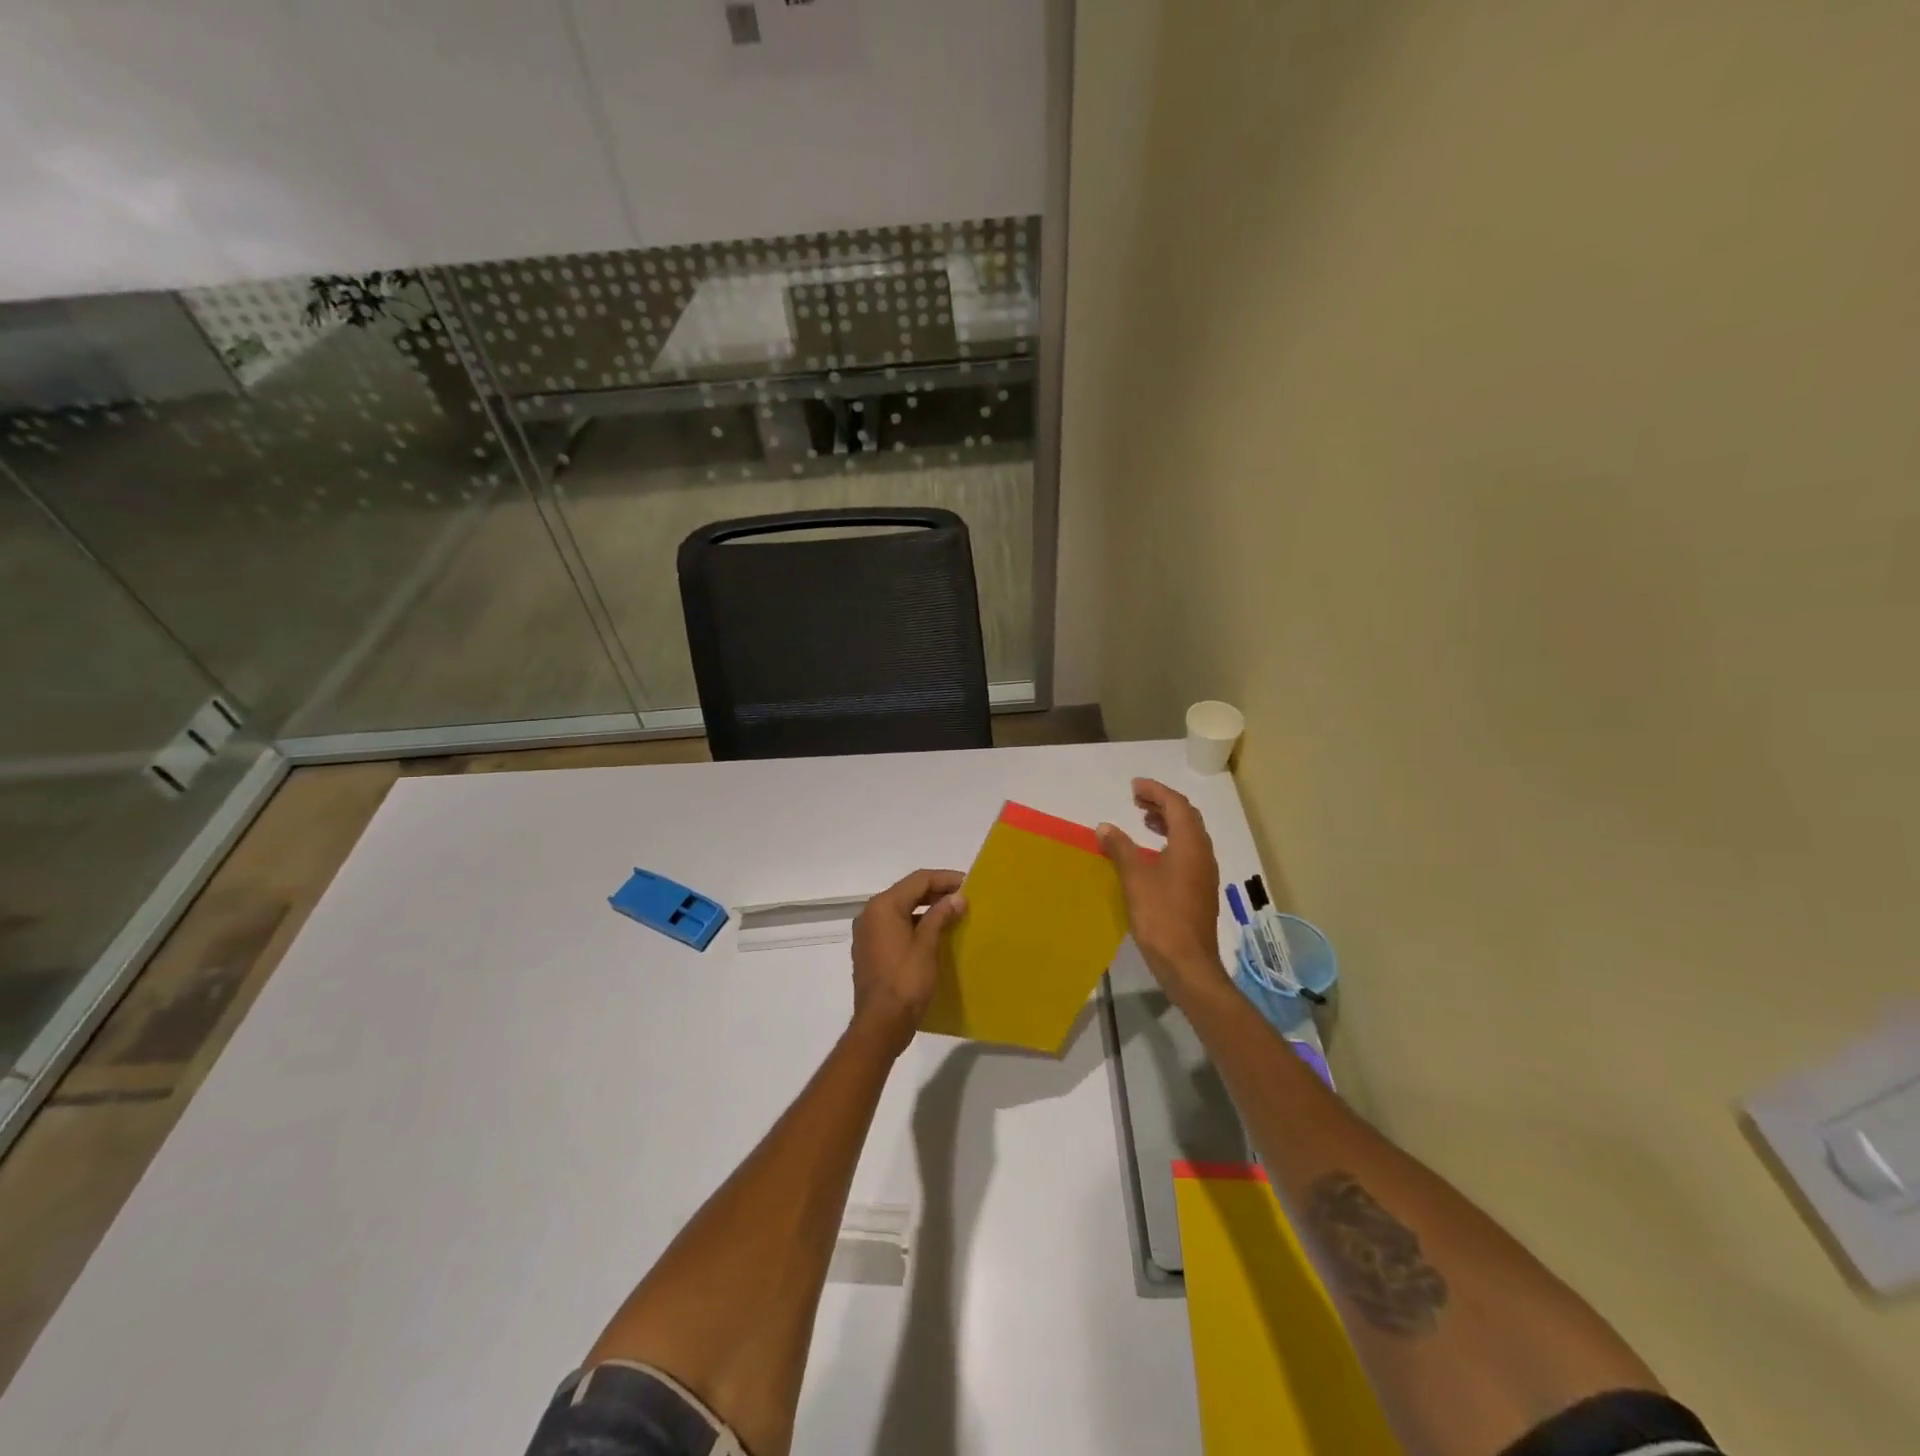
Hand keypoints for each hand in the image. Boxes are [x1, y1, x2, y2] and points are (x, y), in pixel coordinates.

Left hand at [849, 868, 966, 1056]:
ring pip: (901, 909)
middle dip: (937, 892)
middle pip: (908, 892)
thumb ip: (940, 916)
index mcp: (883, 907)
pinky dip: (915, 924)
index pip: (918, 880)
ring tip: (954, 914)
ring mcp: (867, 933)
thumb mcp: (927, 946)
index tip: (969, 884)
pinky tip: (935, 933)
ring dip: (927, 908)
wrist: (880, 1025)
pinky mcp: (870, 950)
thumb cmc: (905, 982)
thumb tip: (957, 898)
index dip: (945, 879)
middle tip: (964, 898)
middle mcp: (870, 914)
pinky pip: (895, 926)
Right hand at [1098, 779, 1230, 1004]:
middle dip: (1163, 802)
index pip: (1177, 805)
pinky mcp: (1200, 889)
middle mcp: (1203, 853)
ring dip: (1168, 821)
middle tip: (1136, 798)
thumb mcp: (1134, 879)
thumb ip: (1120, 848)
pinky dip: (1171, 840)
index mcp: (1190, 845)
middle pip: (1187, 817)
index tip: (1134, 786)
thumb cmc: (1160, 916)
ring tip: (1143, 819)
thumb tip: (1105, 827)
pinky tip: (1153, 852)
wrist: (1187, 962)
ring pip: (1189, 835)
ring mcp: (1204, 873)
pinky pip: (1188, 852)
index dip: (1156, 790)